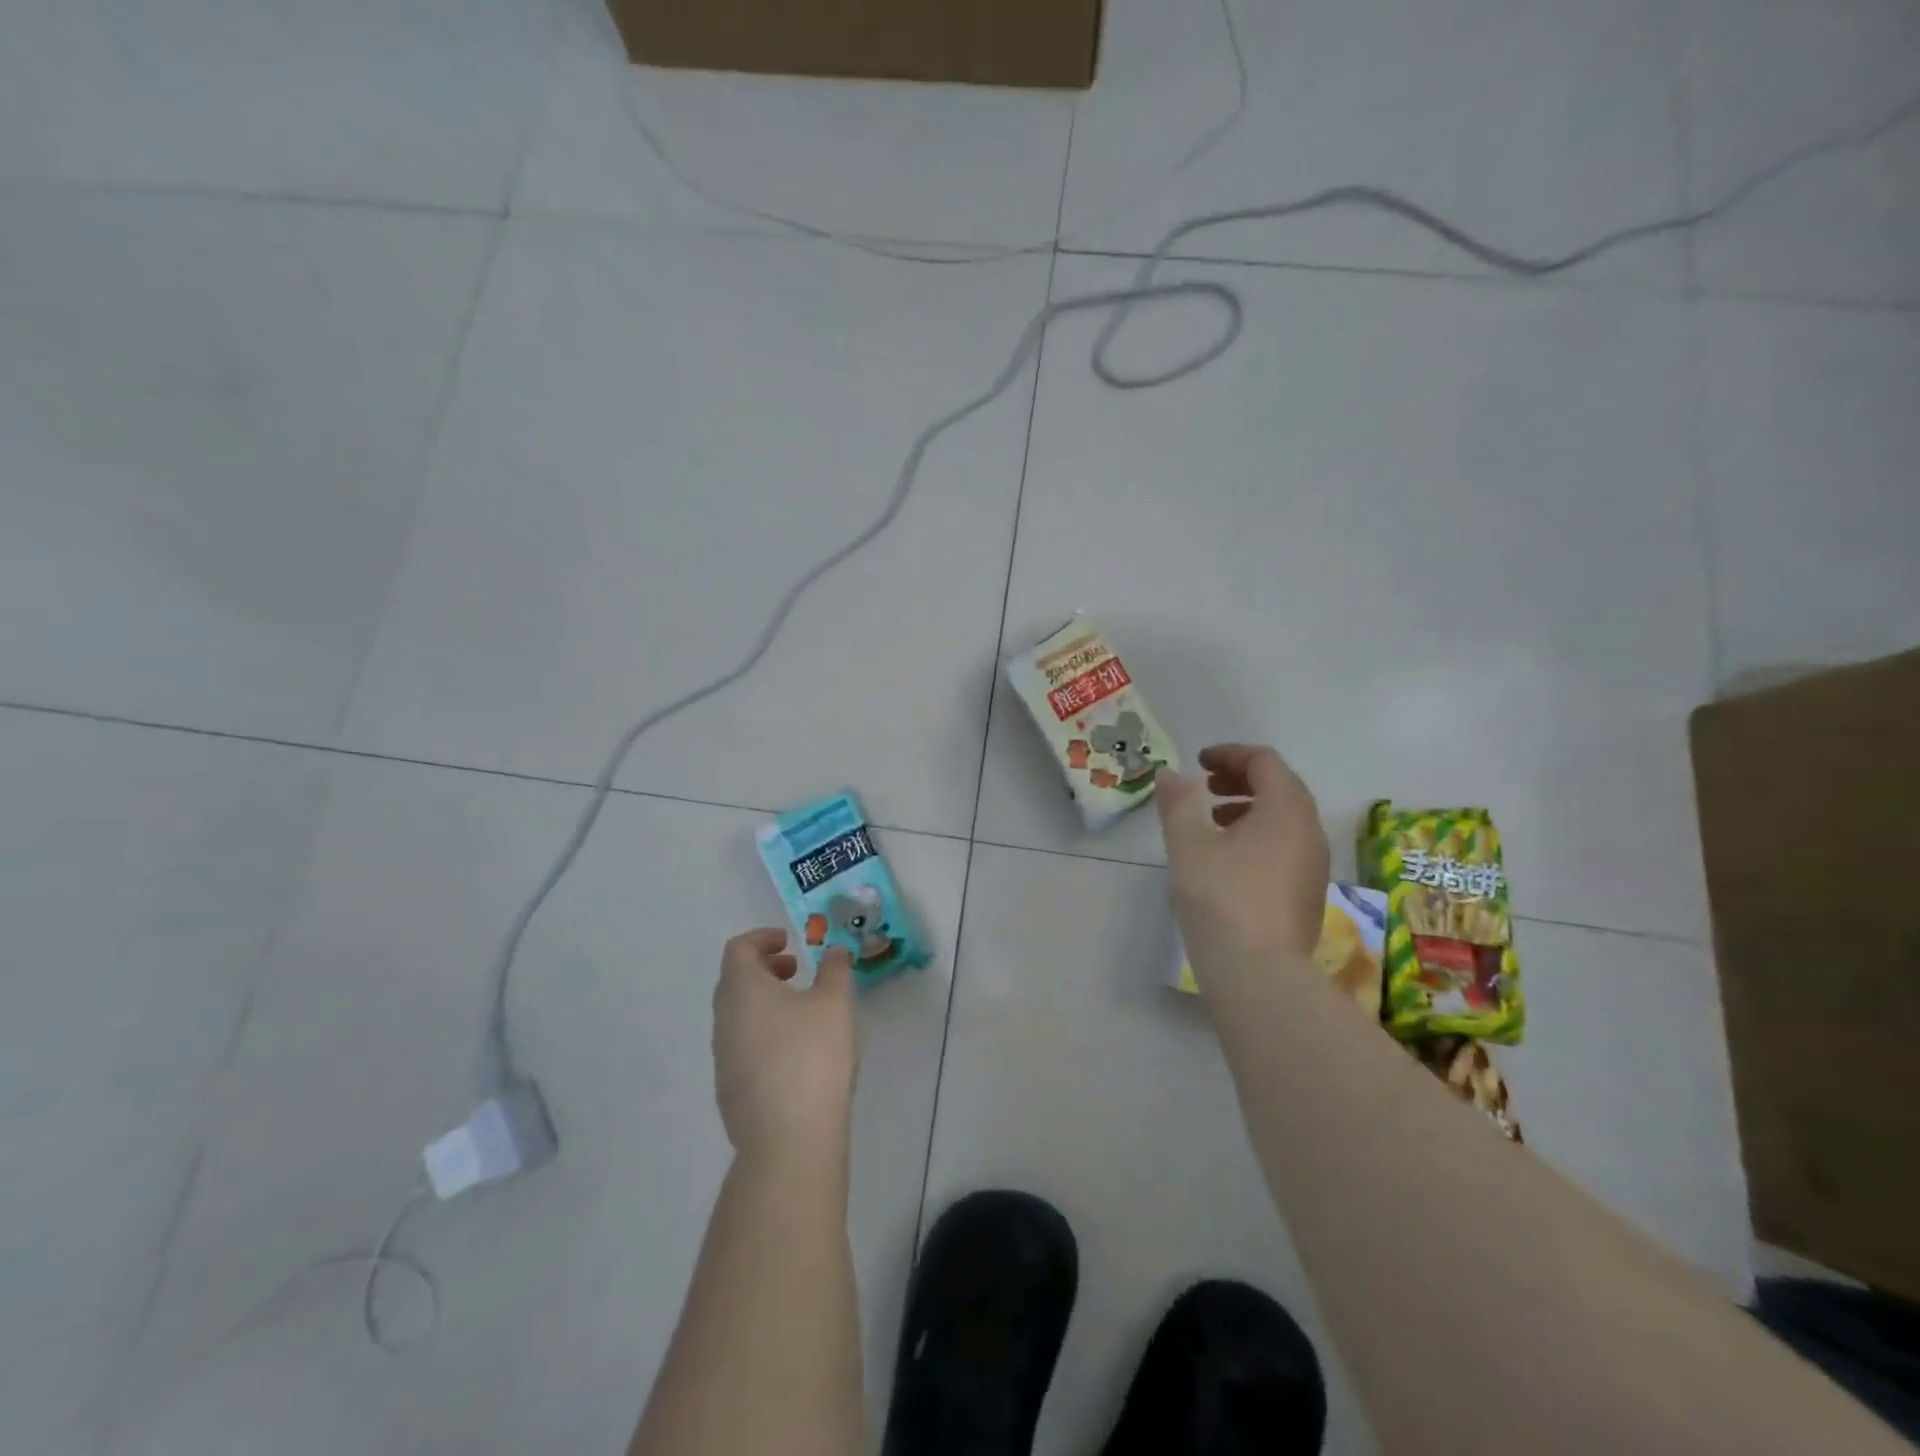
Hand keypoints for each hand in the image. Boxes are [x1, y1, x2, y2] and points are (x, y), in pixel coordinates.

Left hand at [712, 929, 857, 1164]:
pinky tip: (795, 1052)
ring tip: (801, 1011)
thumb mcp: (835, 1004)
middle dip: (763, 969)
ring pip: (737, 1015)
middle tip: (795, 971)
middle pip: (734, 981)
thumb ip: (835, 970)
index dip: (762, 938)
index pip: (738, 949)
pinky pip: (742, 1045)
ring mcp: (723, 1058)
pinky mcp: (729, 1090)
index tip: (789, 942)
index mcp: (742, 990)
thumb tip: (833, 951)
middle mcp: (724, 1019)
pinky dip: (763, 1032)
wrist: (788, 1140)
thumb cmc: (811, 1056)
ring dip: (764, 1002)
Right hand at [1156, 744, 1330, 967]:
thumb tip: (1170, 774)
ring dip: (1250, 808)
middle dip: (1241, 778)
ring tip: (1213, 821)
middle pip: (1281, 786)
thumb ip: (1178, 802)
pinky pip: (1287, 845)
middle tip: (1206, 787)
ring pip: (1285, 818)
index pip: (1265, 761)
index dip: (1230, 754)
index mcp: (1286, 809)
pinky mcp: (1308, 893)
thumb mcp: (1188, 844)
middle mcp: (1310, 831)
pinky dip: (1259, 835)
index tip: (1199, 763)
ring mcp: (1314, 864)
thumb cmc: (1221, 897)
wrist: (1259, 973)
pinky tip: (1228, 860)